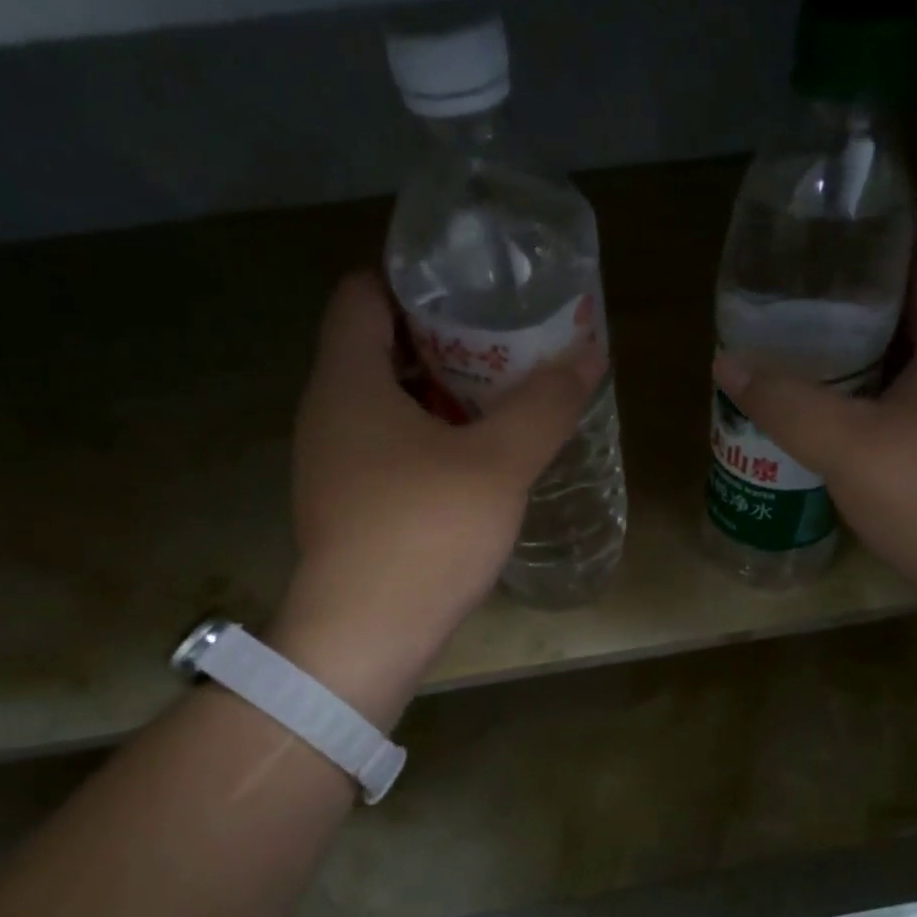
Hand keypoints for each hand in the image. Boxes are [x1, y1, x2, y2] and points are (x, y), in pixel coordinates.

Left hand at [270, 272, 604, 722]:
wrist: (367, 636)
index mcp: (348, 381)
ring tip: (498, 402)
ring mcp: (331, 465)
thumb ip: (545, 405)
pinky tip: (472, 465)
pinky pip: (386, 450)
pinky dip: (426, 441)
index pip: (363, 294)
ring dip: (437, 397)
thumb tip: (588, 351)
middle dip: (440, 341)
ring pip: (384, 406)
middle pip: (377, 349)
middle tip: (503, 345)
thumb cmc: (426, 533)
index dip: (414, 279)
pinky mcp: (346, 508)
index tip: (472, 289)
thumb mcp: (498, 464)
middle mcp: (327, 413)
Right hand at [714, 217, 916, 631]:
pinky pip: (905, 392)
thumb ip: (785, 402)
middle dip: (858, 287)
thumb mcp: (848, 446)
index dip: (889, 222)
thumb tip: (727, 360)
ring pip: (909, 349)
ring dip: (858, 343)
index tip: (829, 227)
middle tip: (794, 291)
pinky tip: (824, 405)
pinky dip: (866, 387)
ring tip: (798, 343)